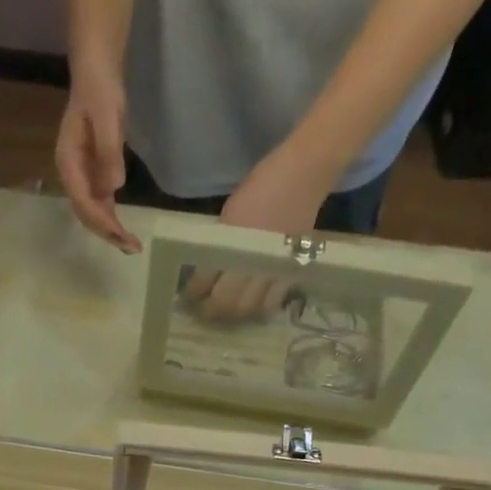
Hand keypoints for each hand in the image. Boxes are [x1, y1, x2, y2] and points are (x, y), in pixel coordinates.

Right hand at [55, 60, 140, 253]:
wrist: (97, 72)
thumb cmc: (99, 90)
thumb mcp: (107, 116)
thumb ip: (109, 152)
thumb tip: (113, 188)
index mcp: (68, 162)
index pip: (83, 201)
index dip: (102, 221)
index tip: (121, 235)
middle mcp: (72, 174)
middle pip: (86, 212)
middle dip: (107, 231)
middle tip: (131, 247)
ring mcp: (82, 175)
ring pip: (93, 211)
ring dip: (110, 229)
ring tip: (130, 245)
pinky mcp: (93, 173)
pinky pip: (100, 202)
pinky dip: (111, 217)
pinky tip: (124, 229)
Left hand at [183, 145, 332, 321]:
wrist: (303, 176)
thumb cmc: (262, 187)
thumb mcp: (230, 214)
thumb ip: (219, 245)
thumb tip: (205, 269)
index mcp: (229, 243)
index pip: (202, 282)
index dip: (192, 293)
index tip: (187, 297)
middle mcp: (248, 261)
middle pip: (223, 302)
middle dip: (209, 310)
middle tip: (203, 310)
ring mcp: (270, 270)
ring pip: (246, 308)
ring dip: (232, 314)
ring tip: (226, 312)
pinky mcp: (289, 273)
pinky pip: (271, 303)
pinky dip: (258, 310)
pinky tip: (252, 307)